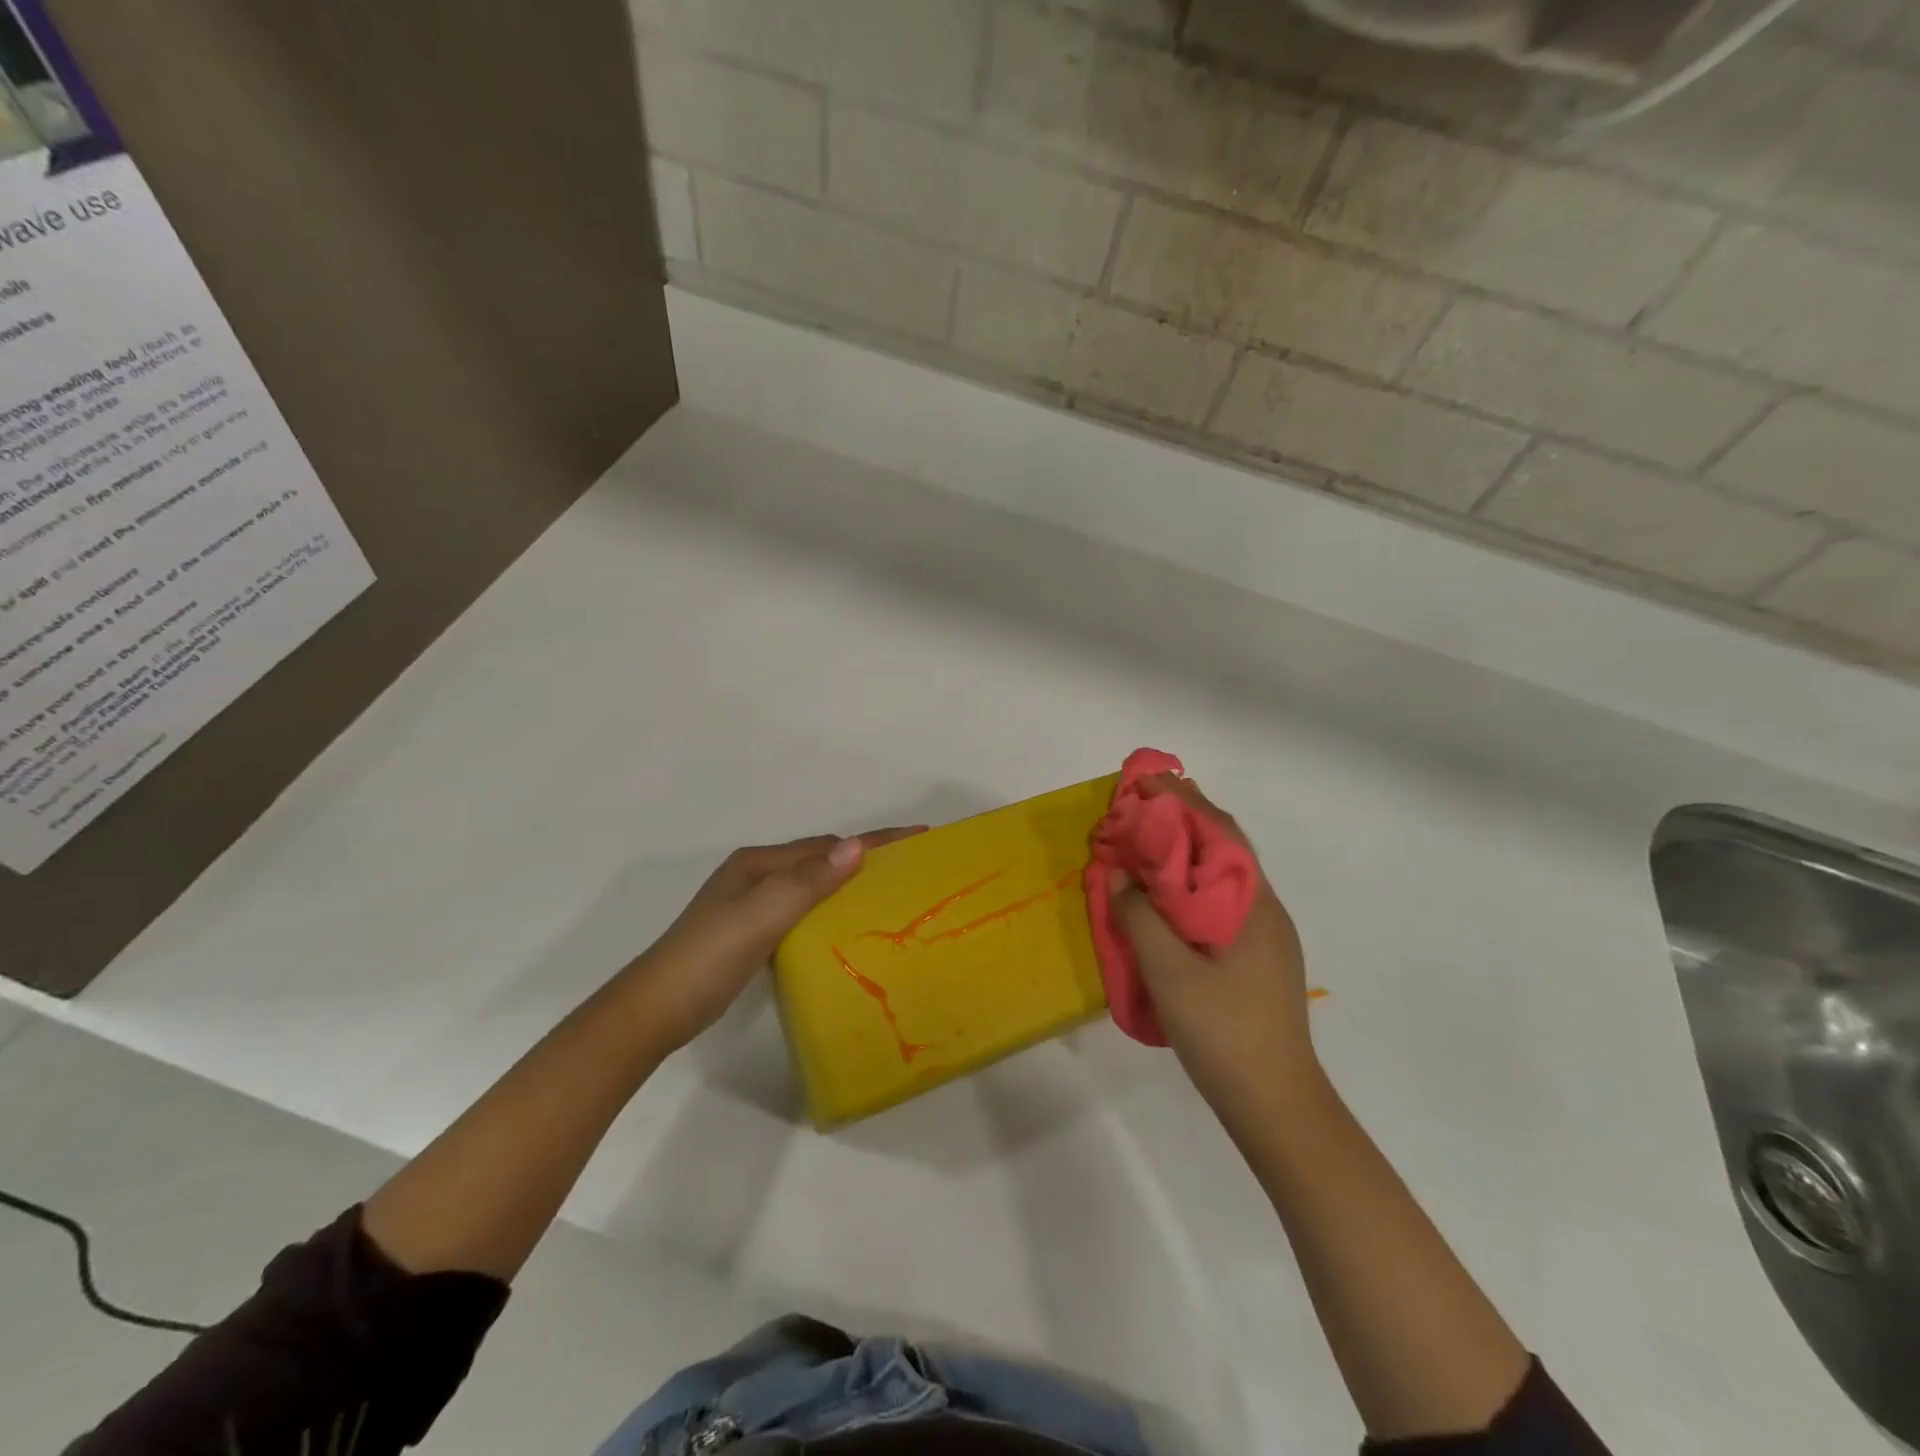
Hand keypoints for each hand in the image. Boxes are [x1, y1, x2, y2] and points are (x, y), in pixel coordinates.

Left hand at [627, 826, 924, 1049]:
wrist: (656, 1010)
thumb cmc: (709, 957)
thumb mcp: (761, 915)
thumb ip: (808, 882)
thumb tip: (858, 847)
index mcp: (759, 864)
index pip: (827, 846)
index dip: (874, 840)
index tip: (918, 836)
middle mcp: (757, 876)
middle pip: (821, 859)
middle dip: (866, 858)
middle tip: (912, 868)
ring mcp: (752, 905)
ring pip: (813, 885)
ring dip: (848, 883)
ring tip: (890, 893)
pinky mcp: (752, 933)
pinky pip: (804, 910)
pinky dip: (830, 909)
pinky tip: (846, 925)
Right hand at [1107, 776, 1323, 1119]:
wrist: (1276, 1104)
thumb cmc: (1225, 1034)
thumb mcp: (1171, 974)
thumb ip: (1141, 918)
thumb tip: (1119, 873)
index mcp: (1253, 904)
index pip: (1220, 831)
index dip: (1182, 800)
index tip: (1145, 781)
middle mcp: (1264, 909)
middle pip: (1224, 847)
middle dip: (1182, 819)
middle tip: (1136, 807)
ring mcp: (1263, 935)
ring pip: (1220, 875)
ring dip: (1184, 851)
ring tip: (1142, 842)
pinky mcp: (1254, 957)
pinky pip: (1217, 901)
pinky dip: (1187, 884)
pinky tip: (1161, 898)